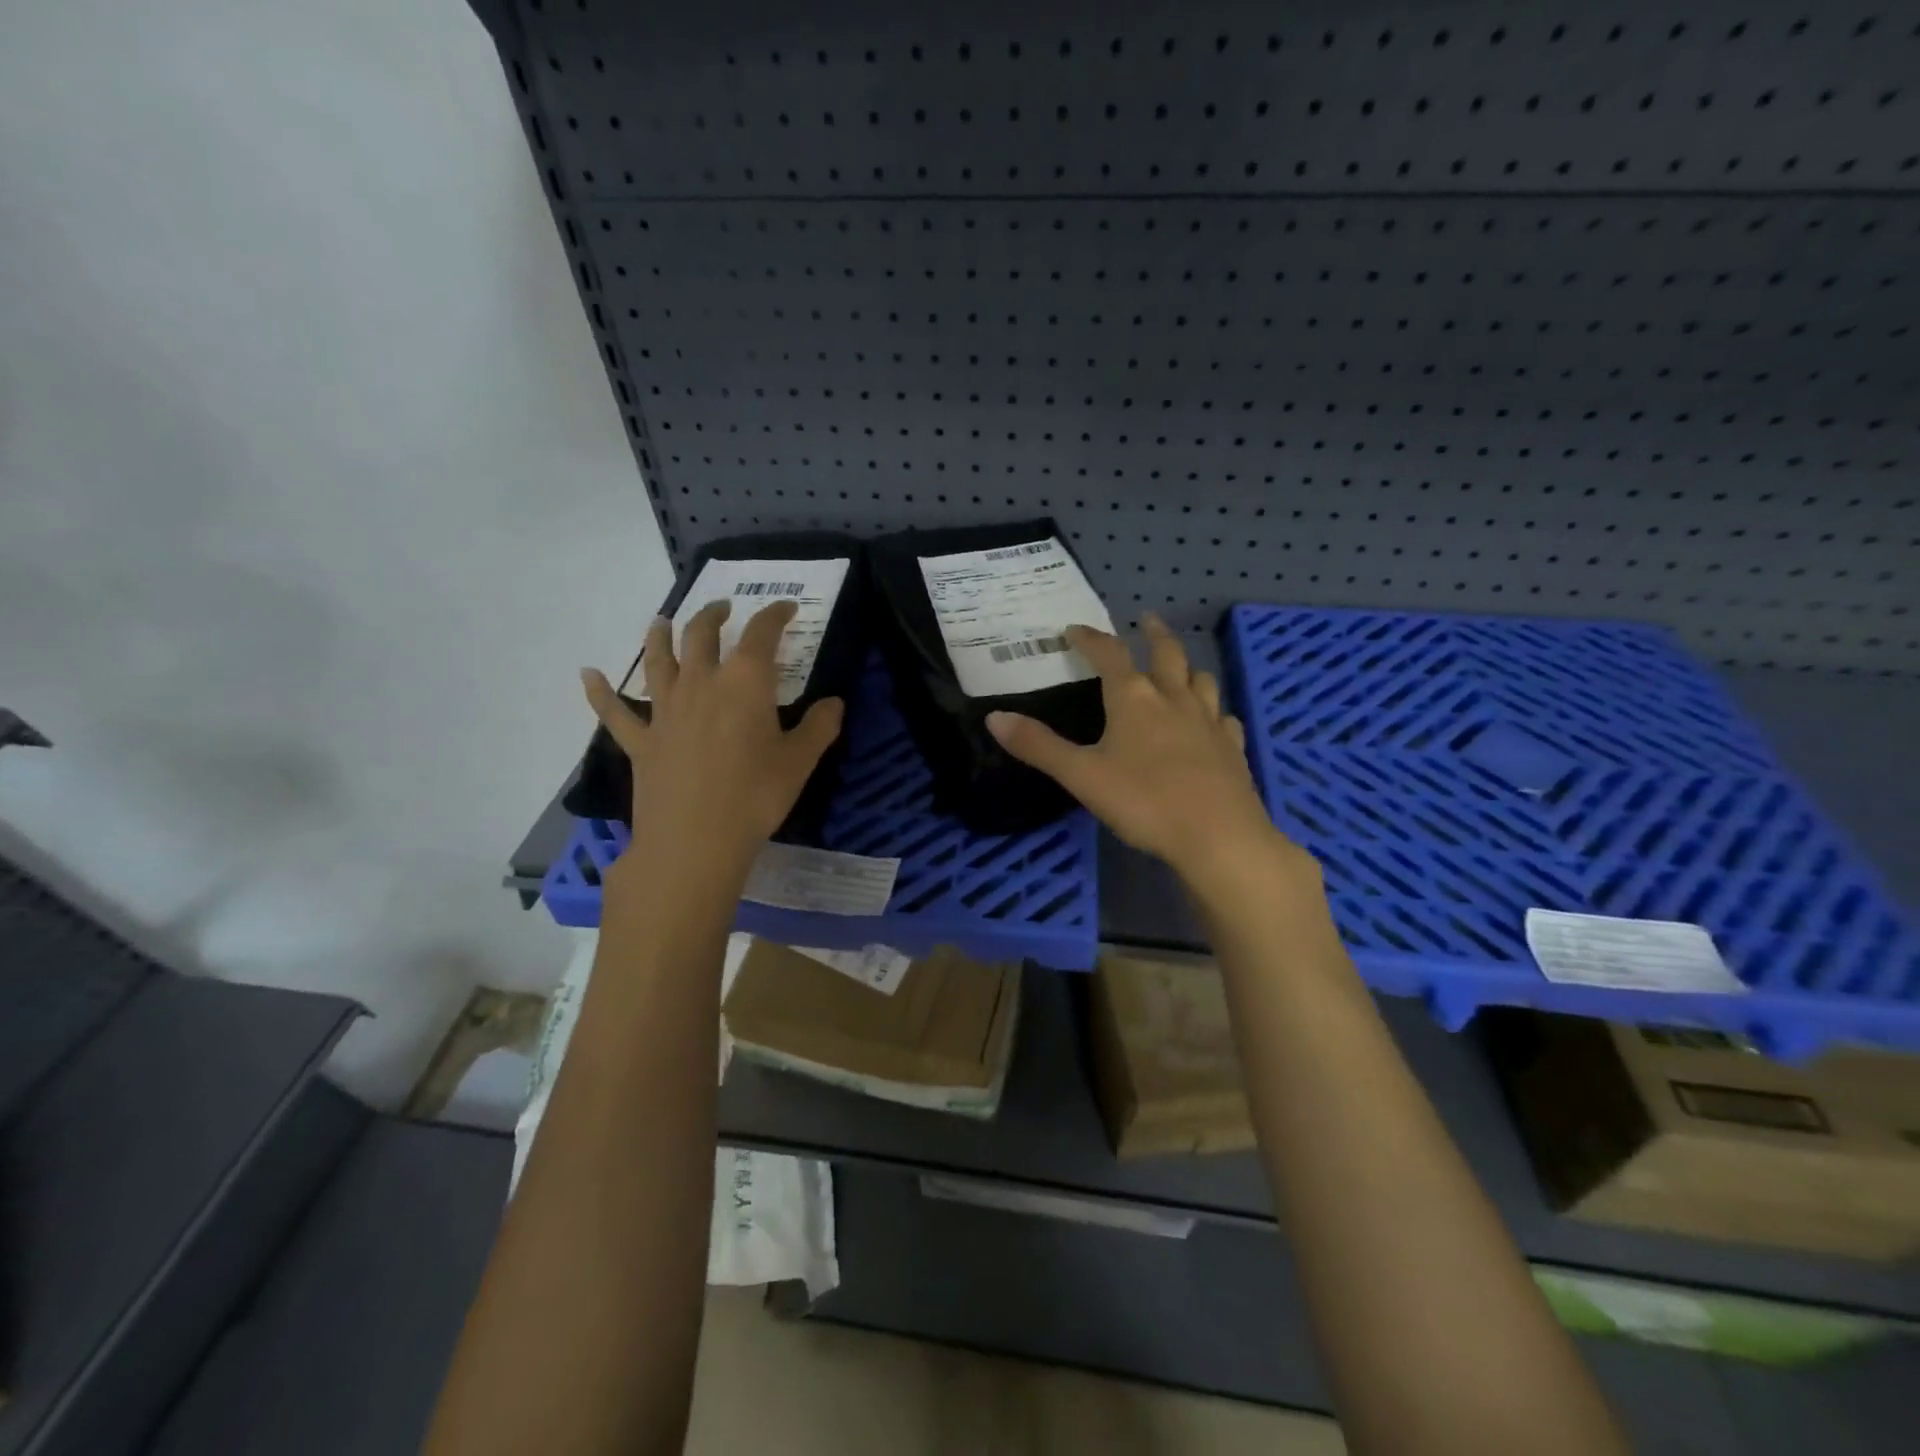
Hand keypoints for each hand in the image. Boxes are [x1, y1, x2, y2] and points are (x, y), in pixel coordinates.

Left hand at [581, 599, 842, 876]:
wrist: (695, 840)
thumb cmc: (756, 797)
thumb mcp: (800, 762)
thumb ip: (820, 726)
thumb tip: (835, 702)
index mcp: (745, 683)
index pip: (761, 634)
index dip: (775, 615)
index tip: (786, 608)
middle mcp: (701, 684)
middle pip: (701, 635)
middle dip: (713, 616)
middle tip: (722, 608)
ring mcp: (665, 710)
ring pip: (657, 660)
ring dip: (659, 635)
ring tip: (662, 622)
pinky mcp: (640, 740)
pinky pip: (614, 711)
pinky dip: (599, 691)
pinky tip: (587, 674)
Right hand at [986, 615, 1308, 891]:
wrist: (1218, 837)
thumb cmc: (1144, 802)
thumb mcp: (1081, 776)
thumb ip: (1038, 746)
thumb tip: (994, 717)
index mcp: (1134, 699)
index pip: (1109, 654)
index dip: (1090, 638)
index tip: (1074, 629)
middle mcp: (1174, 699)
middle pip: (1167, 653)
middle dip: (1153, 634)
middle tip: (1147, 619)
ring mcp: (1210, 722)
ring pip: (1201, 680)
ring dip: (1187, 668)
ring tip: (1179, 668)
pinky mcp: (1232, 748)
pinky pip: (1224, 719)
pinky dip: (1214, 712)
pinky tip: (1213, 722)